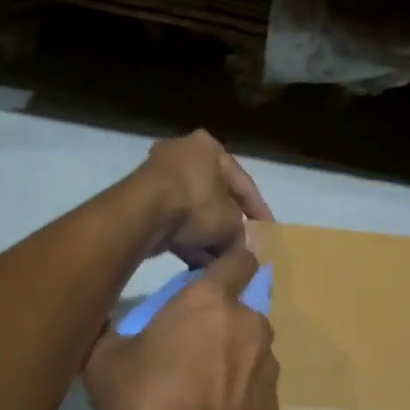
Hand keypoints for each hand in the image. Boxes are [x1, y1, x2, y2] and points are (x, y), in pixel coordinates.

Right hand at [85, 246, 280, 409]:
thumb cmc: (148, 403)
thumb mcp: (103, 364)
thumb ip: (106, 331)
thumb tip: (98, 319)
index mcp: (209, 300)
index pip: (238, 258)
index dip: (227, 262)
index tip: (209, 274)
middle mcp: (247, 322)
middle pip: (239, 306)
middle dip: (218, 318)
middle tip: (187, 343)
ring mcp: (267, 362)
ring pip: (248, 345)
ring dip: (230, 354)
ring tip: (199, 385)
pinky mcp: (275, 400)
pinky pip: (254, 382)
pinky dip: (238, 389)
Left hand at [134, 131, 272, 266]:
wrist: (142, 213)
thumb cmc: (196, 205)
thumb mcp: (231, 222)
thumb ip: (241, 232)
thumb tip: (240, 246)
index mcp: (210, 147)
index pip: (243, 182)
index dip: (258, 210)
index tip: (267, 232)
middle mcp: (184, 153)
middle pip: (216, 196)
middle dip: (228, 224)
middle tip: (240, 246)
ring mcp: (159, 174)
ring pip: (193, 210)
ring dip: (206, 235)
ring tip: (219, 261)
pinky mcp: (142, 198)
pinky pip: (173, 219)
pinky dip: (186, 237)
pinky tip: (197, 262)